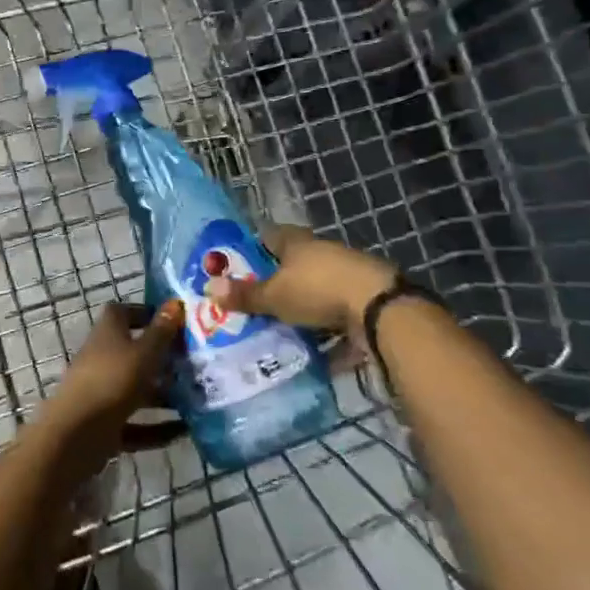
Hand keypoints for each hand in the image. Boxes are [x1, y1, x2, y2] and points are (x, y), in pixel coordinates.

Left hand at [50, 300, 183, 438]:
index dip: (145, 313)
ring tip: (197, 399)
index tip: (173, 321)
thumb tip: (175, 302)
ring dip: (163, 395)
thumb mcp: (143, 353)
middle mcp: (102, 360)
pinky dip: (157, 428)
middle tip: (194, 363)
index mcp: (107, 334)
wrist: (76, 434)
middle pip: (134, 353)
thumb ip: (161, 331)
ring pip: (137, 390)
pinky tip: (184, 431)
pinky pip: (136, 424)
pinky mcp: (105, 425)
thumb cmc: (112, 381)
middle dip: (163, 359)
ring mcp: (102, 393)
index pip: (122, 313)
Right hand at [205, 225, 398, 337]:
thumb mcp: (274, 296)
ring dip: (300, 310)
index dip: (251, 249)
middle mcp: (321, 253)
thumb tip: (209, 288)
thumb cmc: (318, 290)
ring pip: (315, 292)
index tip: (235, 267)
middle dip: (274, 283)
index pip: (268, 236)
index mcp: (297, 242)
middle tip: (251, 303)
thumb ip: (244, 295)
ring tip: (276, 331)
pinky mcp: (363, 302)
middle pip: (292, 265)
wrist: (380, 308)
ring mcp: (346, 277)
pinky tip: (311, 352)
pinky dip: (325, 333)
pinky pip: (336, 318)